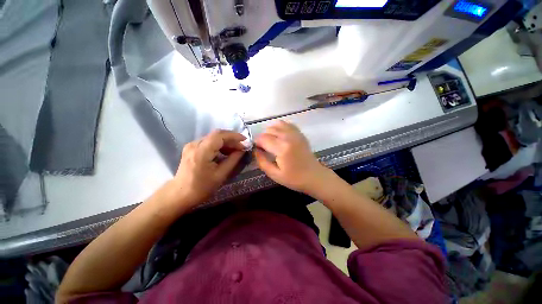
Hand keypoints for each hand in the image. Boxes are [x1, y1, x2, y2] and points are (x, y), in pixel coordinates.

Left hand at [167, 130, 245, 207]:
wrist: (180, 195)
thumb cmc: (201, 188)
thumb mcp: (221, 175)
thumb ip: (233, 160)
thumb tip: (242, 150)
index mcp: (201, 151)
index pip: (220, 135)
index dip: (234, 136)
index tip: (245, 141)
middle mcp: (195, 144)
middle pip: (217, 135)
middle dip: (232, 139)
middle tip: (242, 147)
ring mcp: (192, 145)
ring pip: (213, 138)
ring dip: (226, 142)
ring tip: (235, 151)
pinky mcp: (192, 148)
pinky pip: (209, 142)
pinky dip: (219, 145)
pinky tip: (225, 152)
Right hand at [254, 121, 331, 193]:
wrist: (314, 176)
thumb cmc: (294, 178)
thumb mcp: (274, 174)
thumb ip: (262, 161)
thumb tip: (255, 150)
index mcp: (282, 148)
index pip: (263, 138)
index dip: (257, 143)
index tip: (257, 149)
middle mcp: (288, 137)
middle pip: (269, 130)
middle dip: (263, 138)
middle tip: (265, 148)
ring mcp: (295, 134)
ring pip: (277, 124)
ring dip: (271, 131)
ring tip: (272, 141)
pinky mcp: (300, 134)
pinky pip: (287, 124)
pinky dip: (281, 127)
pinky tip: (280, 136)